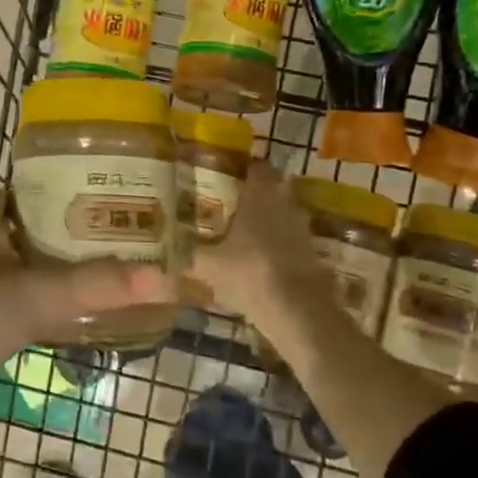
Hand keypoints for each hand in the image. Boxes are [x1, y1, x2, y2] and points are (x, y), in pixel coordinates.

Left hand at [0, 190, 174, 400]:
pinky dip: (53, 303)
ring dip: (70, 273)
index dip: (85, 196)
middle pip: (41, 229)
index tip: (132, 204)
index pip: (41, 189)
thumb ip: (96, 287)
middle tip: (139, 242)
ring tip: (125, 274)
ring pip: (34, 266)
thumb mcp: (31, 294)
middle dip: (85, 239)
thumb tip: (169, 281)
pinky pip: (25, 298)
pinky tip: (91, 310)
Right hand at [192, 160, 337, 325]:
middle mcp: (285, 203)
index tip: (227, 173)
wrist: (297, 310)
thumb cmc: (249, 272)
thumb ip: (188, 255)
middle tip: (231, 203)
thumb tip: (164, 253)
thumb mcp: (209, 265)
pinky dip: (279, 243)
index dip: (244, 167)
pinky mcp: (313, 252)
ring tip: (244, 233)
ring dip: (269, 219)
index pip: (257, 166)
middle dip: (255, 193)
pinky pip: (291, 239)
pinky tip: (261, 259)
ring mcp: (303, 228)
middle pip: (273, 188)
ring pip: (283, 213)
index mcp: (261, 195)